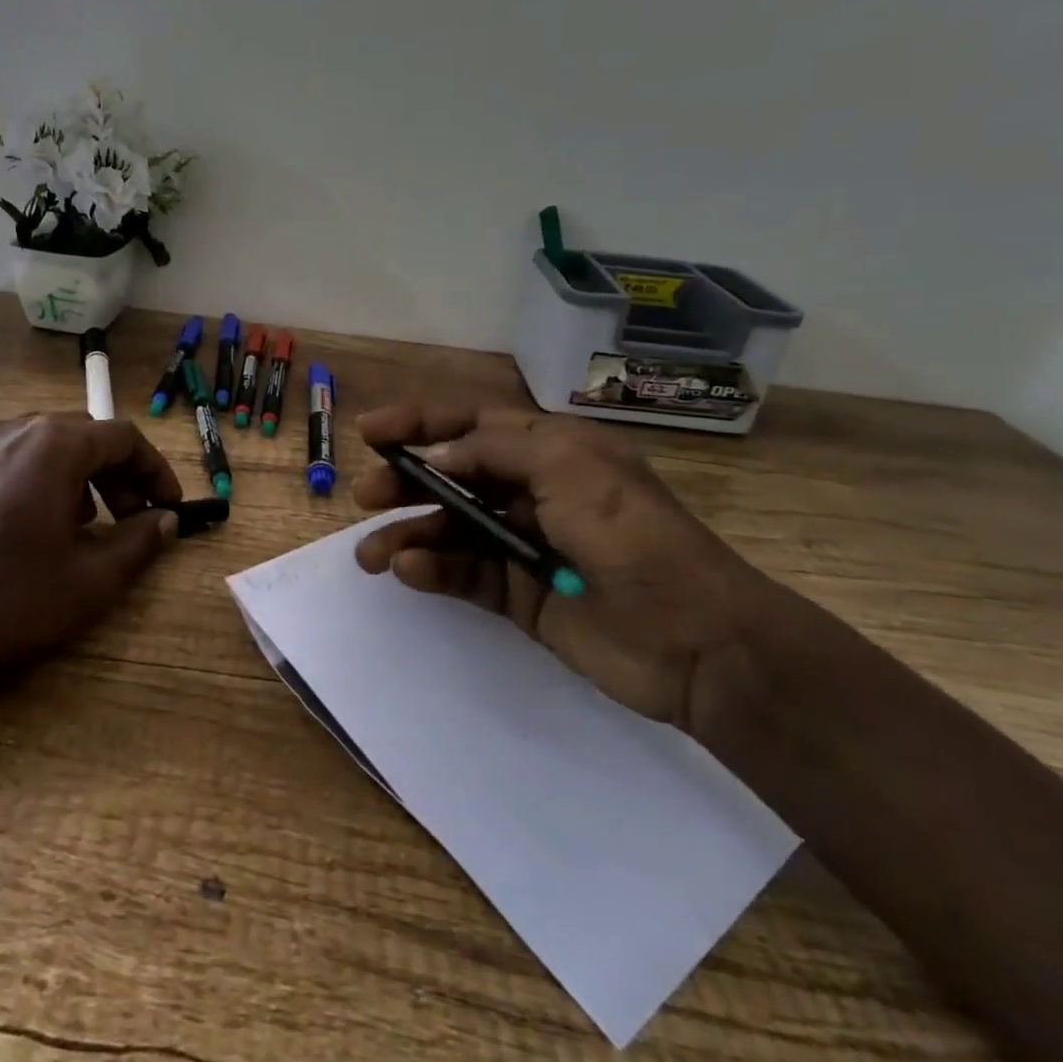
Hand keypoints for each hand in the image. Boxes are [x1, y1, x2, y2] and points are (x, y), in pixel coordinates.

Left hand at [0, 413, 182, 679]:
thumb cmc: (5, 600)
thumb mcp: (90, 580)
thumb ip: (139, 542)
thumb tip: (166, 520)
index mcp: (54, 445)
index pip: (123, 438)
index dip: (154, 471)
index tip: (167, 507)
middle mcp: (11, 429)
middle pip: (81, 435)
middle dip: (115, 474)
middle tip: (127, 519)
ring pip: (36, 442)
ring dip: (69, 473)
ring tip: (71, 522)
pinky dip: (19, 472)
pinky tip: (13, 507)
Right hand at [352, 403, 784, 731]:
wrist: (696, 640)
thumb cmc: (631, 535)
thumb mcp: (568, 467)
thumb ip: (493, 451)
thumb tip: (434, 456)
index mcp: (551, 450)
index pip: (472, 423)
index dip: (419, 422)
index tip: (369, 431)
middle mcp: (533, 491)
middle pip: (453, 476)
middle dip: (406, 481)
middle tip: (366, 495)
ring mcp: (524, 545)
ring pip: (450, 529)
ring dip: (408, 533)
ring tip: (370, 553)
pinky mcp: (518, 595)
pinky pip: (463, 575)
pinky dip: (432, 570)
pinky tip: (409, 571)